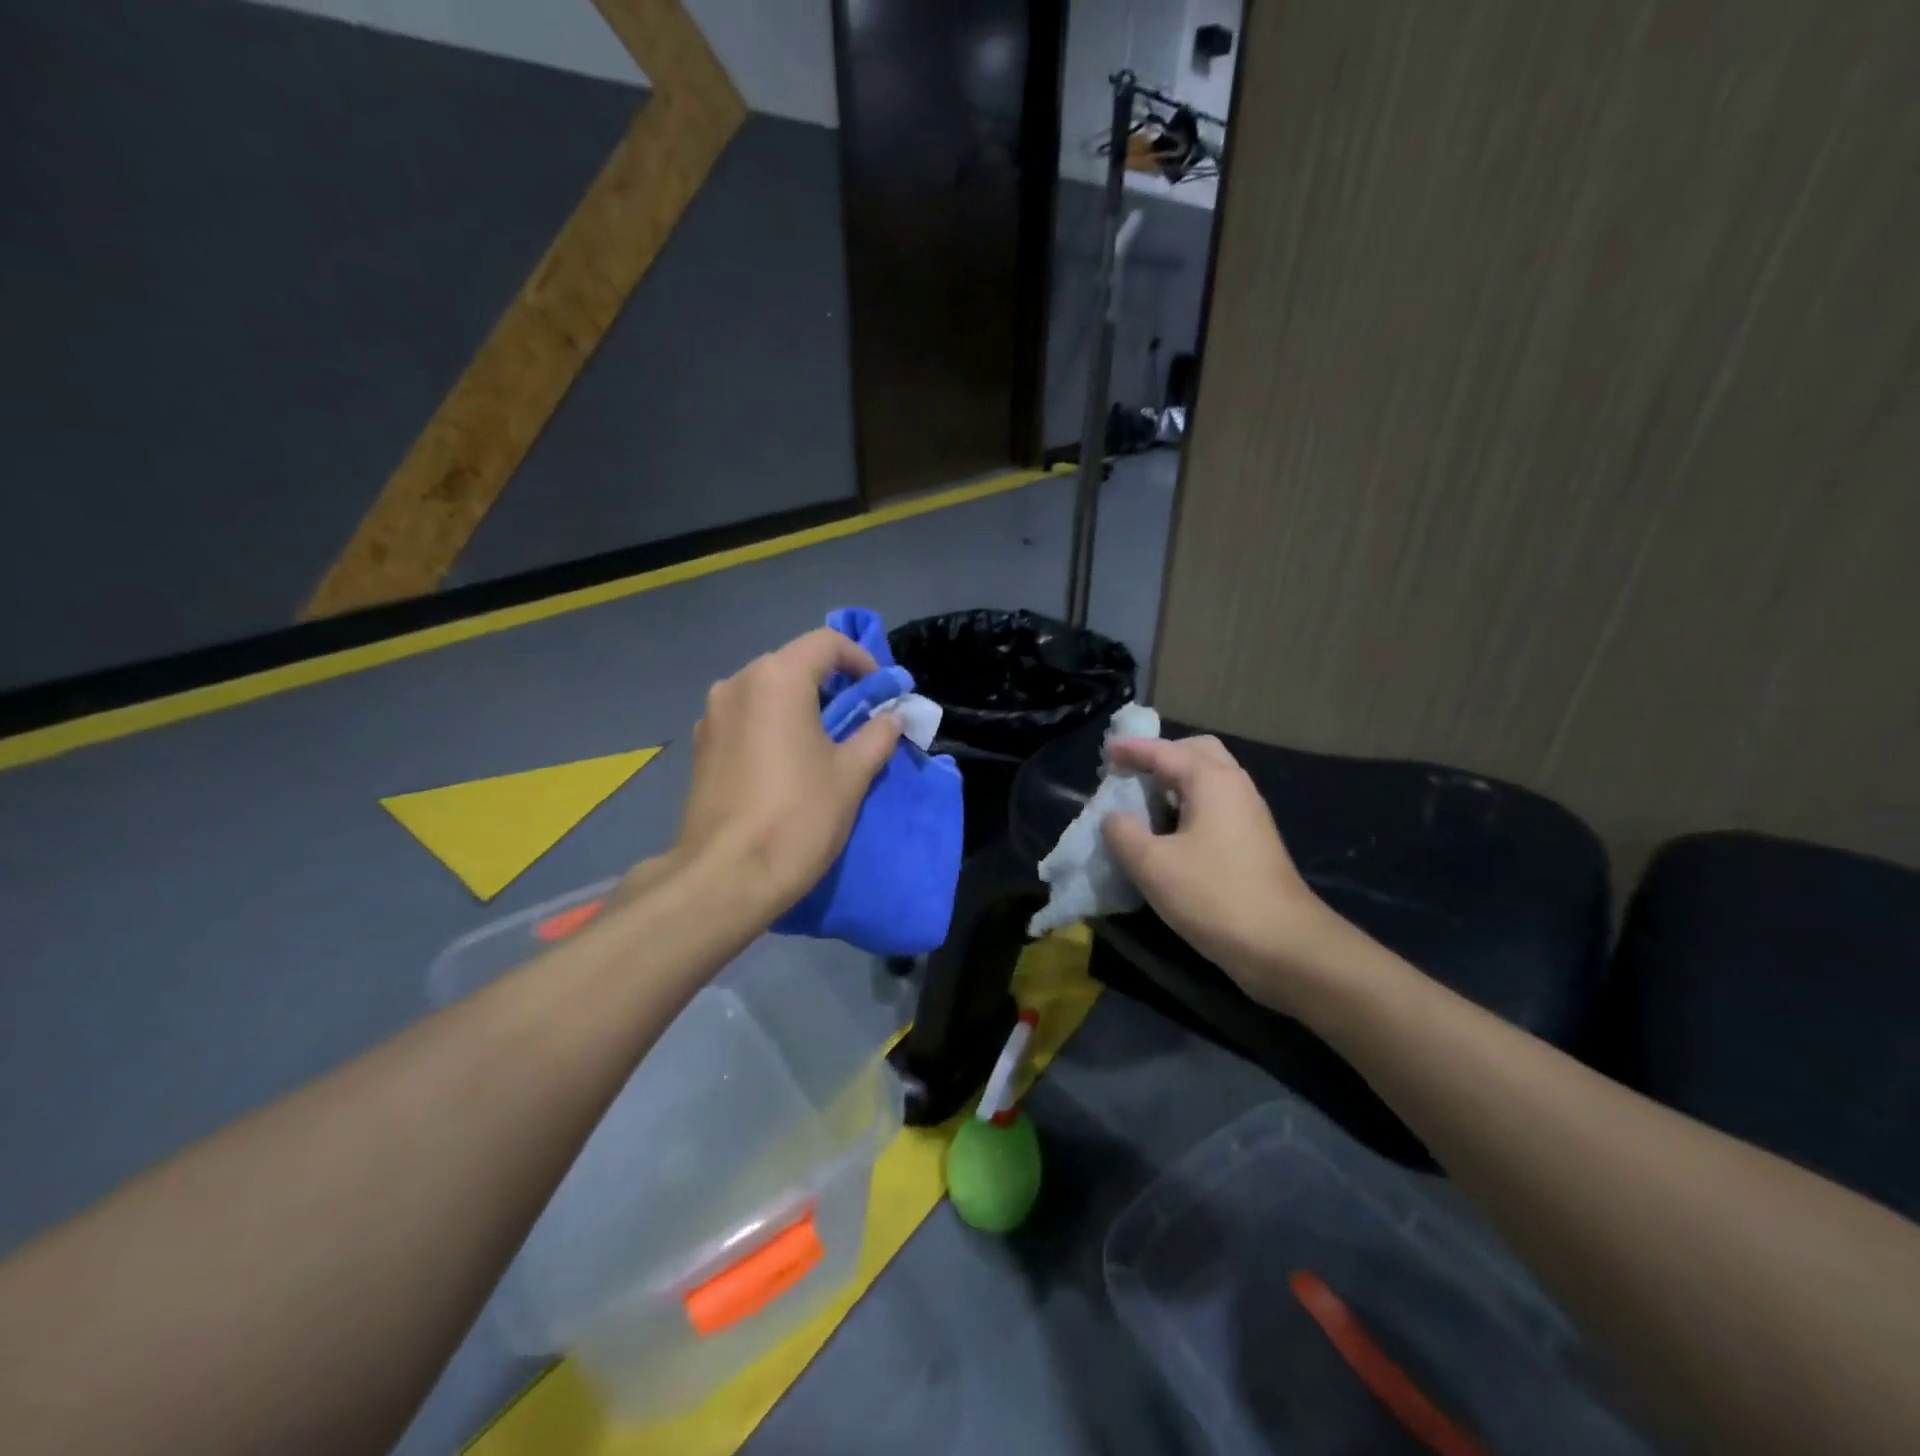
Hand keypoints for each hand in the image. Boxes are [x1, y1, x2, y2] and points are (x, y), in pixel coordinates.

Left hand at [670, 628, 901, 917]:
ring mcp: (712, 716)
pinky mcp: (701, 747)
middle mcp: (737, 684)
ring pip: (767, 692)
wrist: (726, 876)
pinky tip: (787, 763)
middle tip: (859, 718)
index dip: (861, 659)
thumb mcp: (852, 774)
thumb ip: (877, 735)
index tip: (881, 691)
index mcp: (776, 679)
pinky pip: (746, 719)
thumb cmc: (798, 816)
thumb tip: (891, 717)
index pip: (826, 643)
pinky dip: (773, 725)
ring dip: (800, 705)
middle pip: (793, 664)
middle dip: (831, 684)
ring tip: (825, 743)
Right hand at [1101, 735, 1342, 1011]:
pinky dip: (1188, 804)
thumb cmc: (1214, 895)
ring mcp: (1249, 814)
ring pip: (1209, 780)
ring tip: (1143, 800)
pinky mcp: (1253, 841)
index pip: (1164, 751)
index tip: (1105, 751)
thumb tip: (1114, 817)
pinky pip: (1214, 804)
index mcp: (1212, 781)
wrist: (1283, 945)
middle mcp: (1235, 787)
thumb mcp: (1152, 864)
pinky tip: (1168, 831)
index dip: (1131, 750)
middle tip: (1131, 772)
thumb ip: (1123, 832)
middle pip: (1196, 753)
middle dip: (1161, 756)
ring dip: (1175, 782)